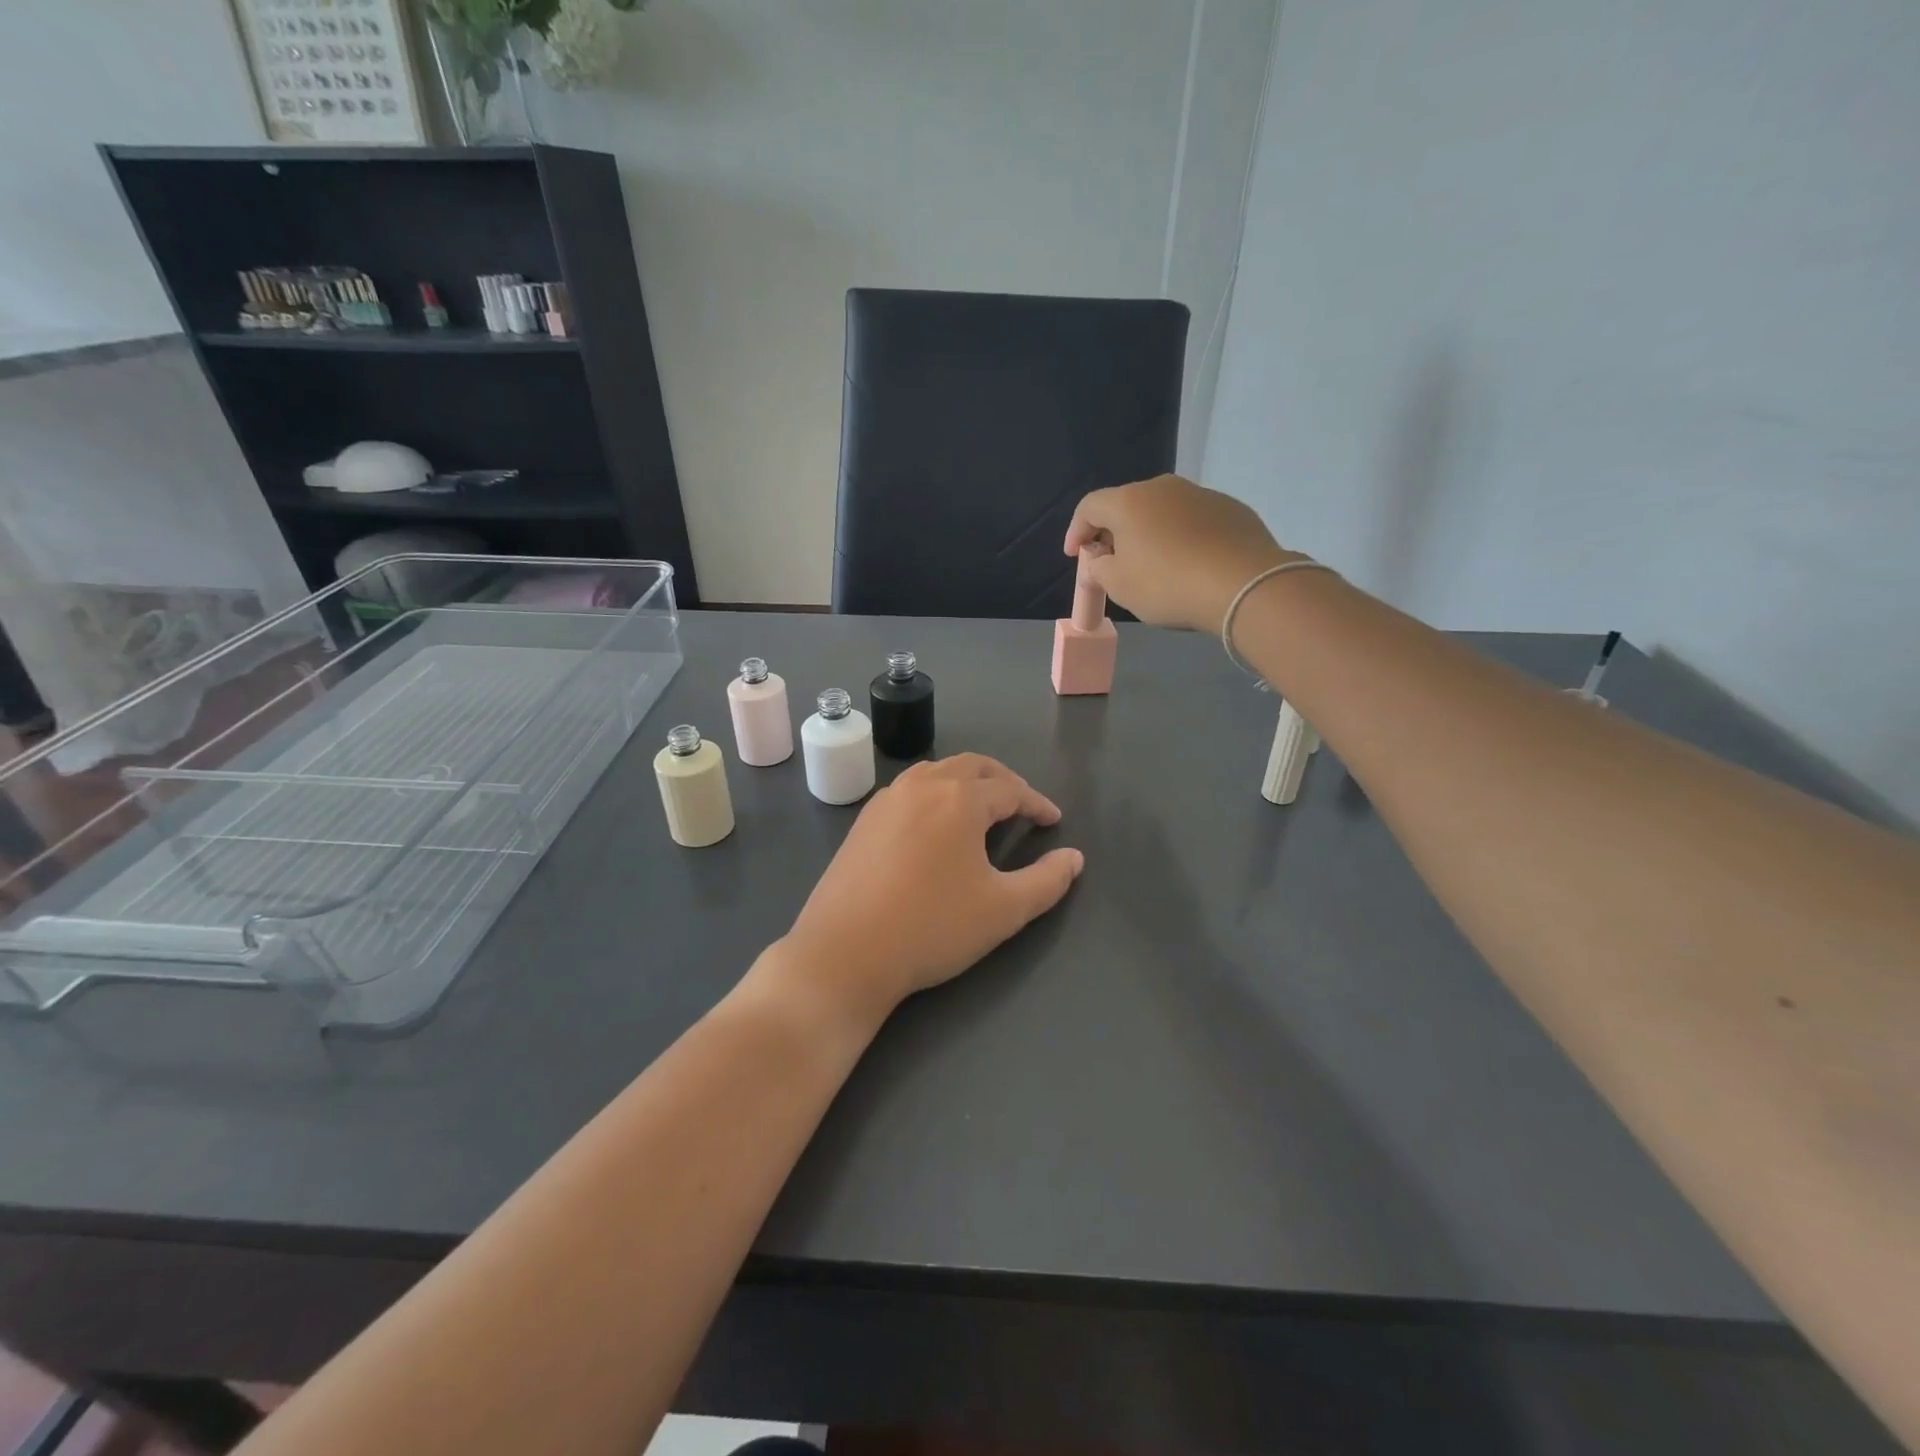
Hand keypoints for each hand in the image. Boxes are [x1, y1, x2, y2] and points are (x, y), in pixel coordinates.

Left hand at [773, 755, 1083, 1024]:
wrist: (845, 953)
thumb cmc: (932, 927)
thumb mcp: (1004, 910)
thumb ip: (1047, 881)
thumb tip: (1074, 858)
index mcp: (959, 799)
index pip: (1010, 789)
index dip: (1037, 804)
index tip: (1053, 822)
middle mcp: (922, 786)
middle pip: (972, 766)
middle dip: (1003, 781)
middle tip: (1022, 805)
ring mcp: (886, 800)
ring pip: (936, 772)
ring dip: (965, 783)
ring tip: (981, 810)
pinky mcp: (863, 821)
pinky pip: (909, 791)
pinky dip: (934, 795)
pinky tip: (935, 827)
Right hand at [1065, 475, 1301, 632]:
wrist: (1244, 586)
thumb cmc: (1168, 585)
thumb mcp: (1119, 586)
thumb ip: (1099, 569)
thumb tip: (1099, 561)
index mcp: (1130, 501)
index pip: (1089, 507)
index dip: (1076, 531)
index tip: (1075, 556)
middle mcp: (1164, 488)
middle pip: (1127, 505)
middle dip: (1114, 532)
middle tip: (1112, 561)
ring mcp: (1201, 494)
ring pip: (1163, 512)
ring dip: (1150, 534)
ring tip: (1153, 565)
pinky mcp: (1231, 509)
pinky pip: (1194, 521)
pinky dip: (1182, 538)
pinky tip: (1189, 565)